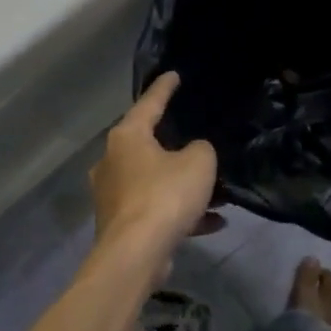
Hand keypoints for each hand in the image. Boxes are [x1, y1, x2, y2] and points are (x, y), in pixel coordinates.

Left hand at [90, 74, 216, 271]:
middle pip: (148, 145)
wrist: (135, 255)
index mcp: (127, 137)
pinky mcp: (121, 224)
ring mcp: (113, 195)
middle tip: (197, 138)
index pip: (149, 103)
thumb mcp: (198, 162)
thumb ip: (201, 150)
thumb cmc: (165, 195)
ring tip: (217, 191)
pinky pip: (156, 209)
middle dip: (176, 145)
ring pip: (155, 181)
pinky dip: (181, 213)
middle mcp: (113, 161)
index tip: (174, 75)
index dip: (164, 88)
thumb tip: (194, 154)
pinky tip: (213, 223)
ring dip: (183, 186)